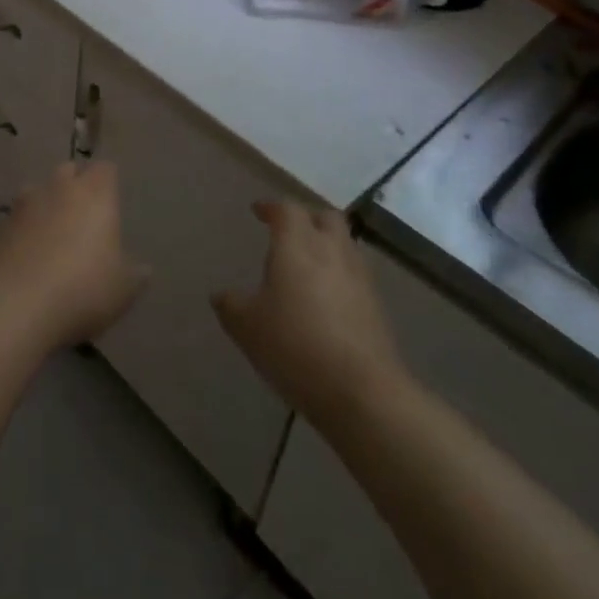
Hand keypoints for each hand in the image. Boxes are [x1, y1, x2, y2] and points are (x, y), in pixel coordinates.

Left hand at [0, 161, 148, 351]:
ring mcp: (25, 204)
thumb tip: (144, 269)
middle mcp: (59, 188)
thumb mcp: (123, 289)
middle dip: (75, 184)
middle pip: (68, 170)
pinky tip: (26, 254)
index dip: (108, 182)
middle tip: (82, 214)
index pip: (105, 169)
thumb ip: (135, 274)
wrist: (18, 305)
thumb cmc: (83, 289)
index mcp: (95, 194)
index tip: (111, 200)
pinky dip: (22, 229)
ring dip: (45, 204)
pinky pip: (16, 219)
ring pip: (37, 190)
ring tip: (51, 232)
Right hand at [213, 202, 405, 428]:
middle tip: (289, 233)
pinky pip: (356, 276)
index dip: (271, 207)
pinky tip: (328, 301)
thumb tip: (221, 295)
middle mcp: (331, 250)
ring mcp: (359, 277)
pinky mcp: (377, 306)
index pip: (287, 209)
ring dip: (328, 246)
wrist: (362, 391)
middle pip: (325, 217)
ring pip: (345, 245)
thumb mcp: (247, 327)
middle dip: (307, 219)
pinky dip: (341, 276)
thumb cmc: (295, 346)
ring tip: (309, 267)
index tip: (258, 211)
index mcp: (297, 244)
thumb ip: (231, 305)